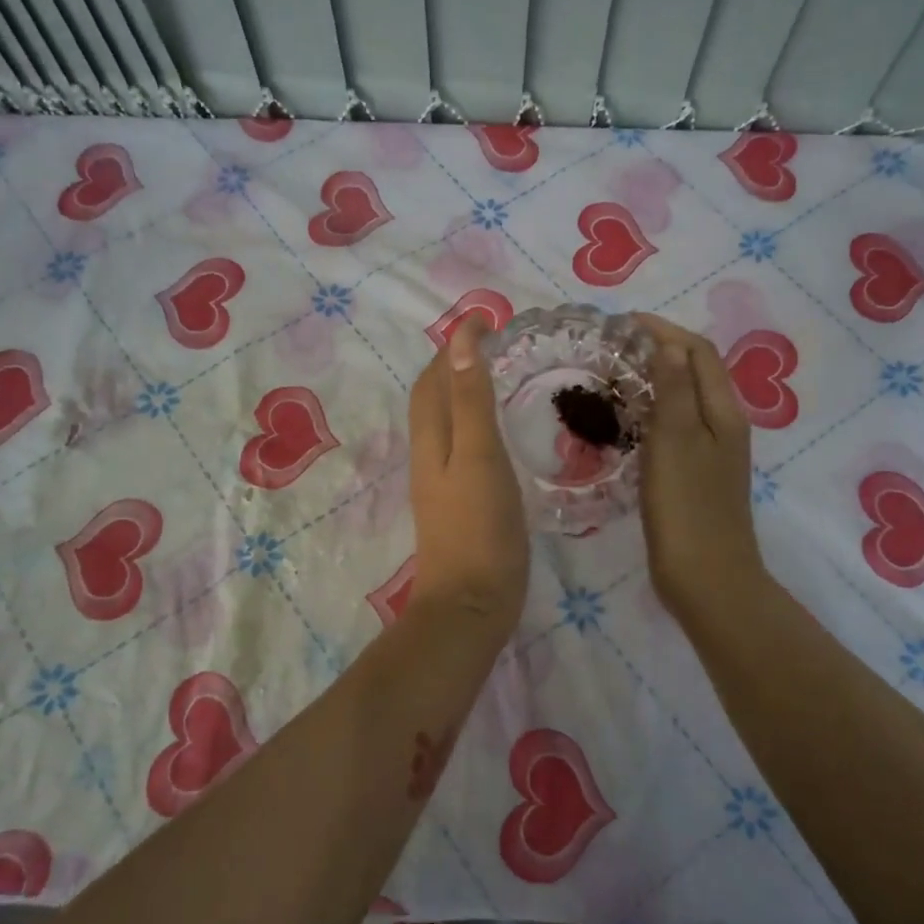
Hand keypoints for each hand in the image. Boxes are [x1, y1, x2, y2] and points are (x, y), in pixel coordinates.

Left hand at [406, 319, 528, 630]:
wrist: (471, 605)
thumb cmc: (481, 529)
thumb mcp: (480, 457)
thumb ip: (471, 401)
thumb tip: (459, 341)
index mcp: (432, 441)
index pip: (433, 380)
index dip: (452, 347)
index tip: (483, 318)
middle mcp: (429, 457)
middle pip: (432, 400)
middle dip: (451, 365)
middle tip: (487, 343)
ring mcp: (440, 484)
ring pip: (444, 425)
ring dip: (460, 393)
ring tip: (492, 377)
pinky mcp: (457, 506)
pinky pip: (459, 449)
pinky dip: (472, 424)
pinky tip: (493, 433)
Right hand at [635, 314, 766, 622]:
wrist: (706, 579)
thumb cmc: (688, 509)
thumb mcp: (676, 441)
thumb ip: (674, 390)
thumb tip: (667, 344)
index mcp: (723, 412)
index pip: (698, 352)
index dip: (664, 331)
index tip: (622, 323)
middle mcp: (723, 426)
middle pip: (694, 372)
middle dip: (658, 351)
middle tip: (612, 348)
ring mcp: (710, 453)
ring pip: (683, 401)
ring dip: (653, 381)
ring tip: (612, 377)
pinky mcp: (693, 476)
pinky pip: (673, 429)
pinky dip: (650, 413)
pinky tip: (624, 423)